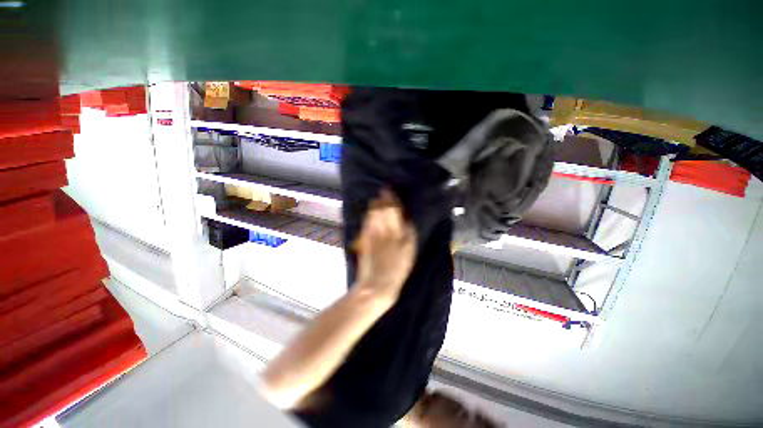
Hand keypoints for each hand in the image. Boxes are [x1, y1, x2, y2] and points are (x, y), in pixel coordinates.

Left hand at [353, 189, 416, 302]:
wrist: (376, 284)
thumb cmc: (397, 270)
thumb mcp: (410, 252)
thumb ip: (409, 232)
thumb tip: (406, 218)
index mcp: (396, 231)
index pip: (394, 209)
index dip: (392, 199)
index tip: (391, 190)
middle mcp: (382, 228)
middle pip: (381, 208)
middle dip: (382, 198)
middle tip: (384, 190)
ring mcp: (371, 233)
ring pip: (372, 213)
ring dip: (375, 204)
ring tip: (377, 198)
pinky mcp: (363, 239)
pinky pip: (366, 222)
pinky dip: (368, 214)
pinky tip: (370, 212)